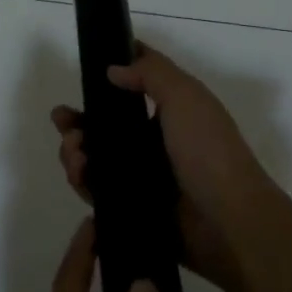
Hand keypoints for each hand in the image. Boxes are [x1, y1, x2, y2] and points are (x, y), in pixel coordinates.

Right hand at [51, 45, 279, 291]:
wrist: (229, 224)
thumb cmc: (209, 151)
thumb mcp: (185, 97)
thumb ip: (150, 74)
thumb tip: (113, 69)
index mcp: (173, 108)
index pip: (139, 81)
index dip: (114, 71)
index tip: (87, 67)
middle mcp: (157, 138)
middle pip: (109, 122)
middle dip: (81, 118)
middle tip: (62, 119)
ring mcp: (145, 175)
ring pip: (100, 156)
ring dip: (77, 149)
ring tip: (74, 152)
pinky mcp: (134, 207)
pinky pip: (100, 190)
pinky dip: (84, 181)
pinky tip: (78, 174)